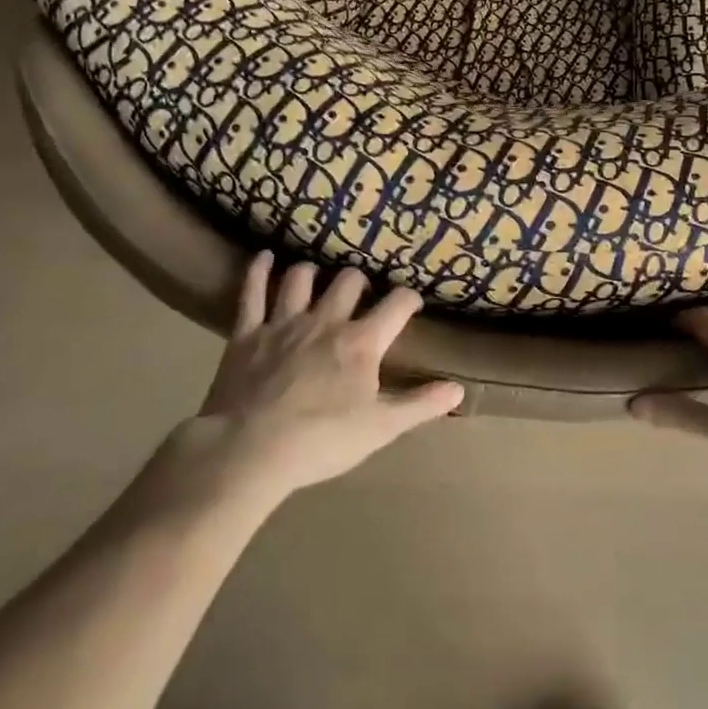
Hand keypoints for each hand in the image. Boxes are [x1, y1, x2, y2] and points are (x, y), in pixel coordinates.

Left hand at [179, 253, 462, 503]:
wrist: (250, 451)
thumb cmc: (321, 442)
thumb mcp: (380, 428)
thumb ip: (420, 405)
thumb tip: (458, 389)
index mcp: (360, 342)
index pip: (396, 304)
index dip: (408, 299)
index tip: (411, 304)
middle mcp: (326, 321)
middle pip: (348, 281)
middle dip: (358, 281)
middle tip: (360, 294)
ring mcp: (284, 323)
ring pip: (302, 279)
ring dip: (311, 273)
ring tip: (315, 275)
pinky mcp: (248, 333)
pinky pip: (253, 292)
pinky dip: (258, 271)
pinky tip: (263, 257)